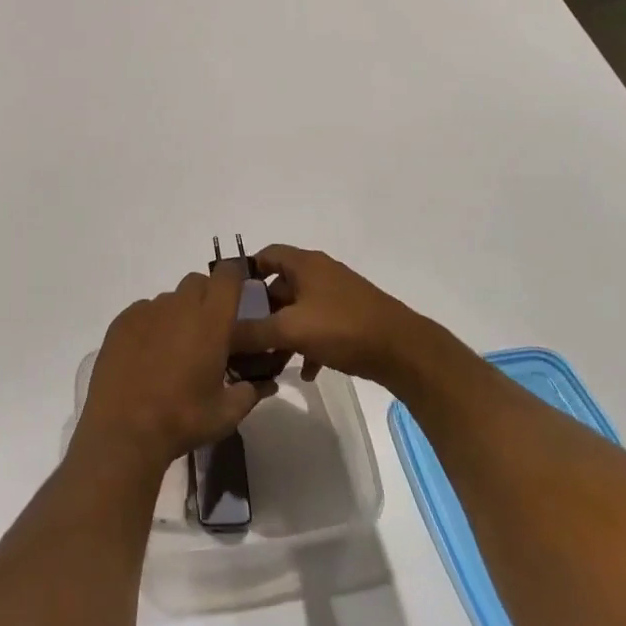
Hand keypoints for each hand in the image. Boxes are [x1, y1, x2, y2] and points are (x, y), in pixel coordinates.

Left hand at [75, 264, 270, 472]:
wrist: (123, 429)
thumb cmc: (182, 419)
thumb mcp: (225, 414)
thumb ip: (250, 393)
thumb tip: (264, 385)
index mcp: (210, 321)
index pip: (227, 276)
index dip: (234, 279)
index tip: (237, 296)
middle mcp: (178, 306)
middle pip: (197, 282)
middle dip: (207, 297)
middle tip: (208, 330)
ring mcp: (146, 311)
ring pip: (170, 298)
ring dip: (179, 313)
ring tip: (175, 349)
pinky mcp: (121, 322)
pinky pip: (144, 310)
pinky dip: (152, 324)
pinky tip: (148, 354)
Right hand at [231, 244, 439, 389]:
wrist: (405, 351)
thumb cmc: (343, 328)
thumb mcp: (291, 330)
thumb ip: (252, 332)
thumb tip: (220, 337)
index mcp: (304, 264)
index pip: (264, 255)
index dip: (244, 273)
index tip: (227, 299)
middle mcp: (320, 273)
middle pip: (279, 285)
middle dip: (261, 311)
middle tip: (243, 335)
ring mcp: (338, 295)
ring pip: (298, 309)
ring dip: (282, 331)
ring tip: (269, 360)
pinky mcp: (352, 318)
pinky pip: (319, 326)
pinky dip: (307, 343)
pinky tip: (304, 371)